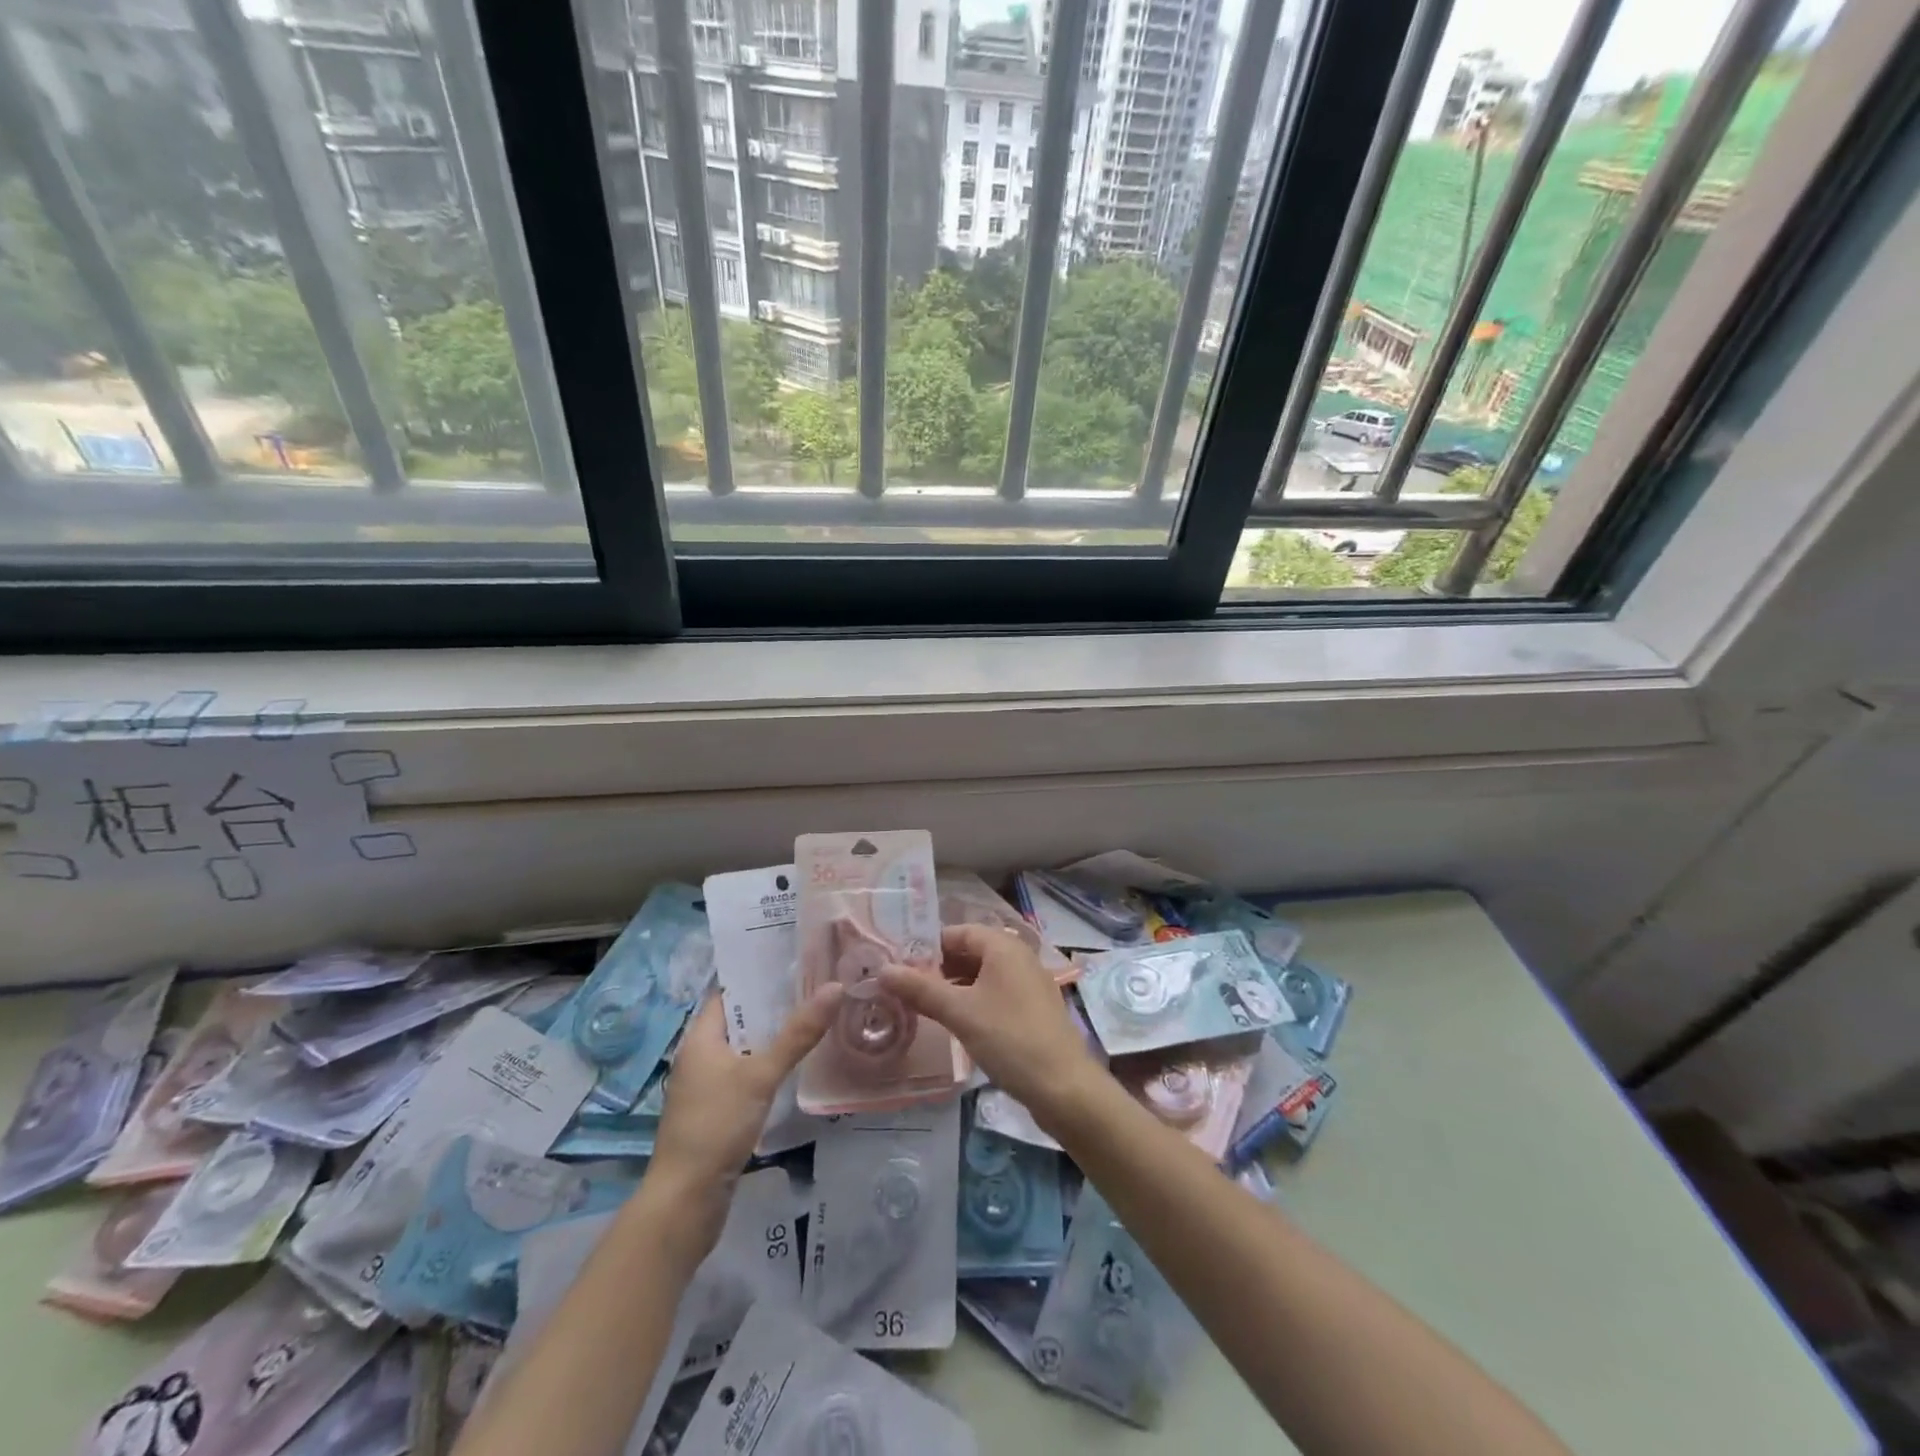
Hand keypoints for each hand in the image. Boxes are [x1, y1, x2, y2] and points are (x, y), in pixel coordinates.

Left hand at [643, 985, 842, 1252]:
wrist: (686, 1202)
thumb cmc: (716, 1126)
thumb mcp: (760, 1075)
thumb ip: (798, 1033)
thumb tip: (836, 986)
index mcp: (700, 1039)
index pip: (728, 991)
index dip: (757, 972)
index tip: (795, 958)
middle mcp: (701, 1056)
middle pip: (741, 1019)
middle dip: (775, 1003)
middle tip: (818, 983)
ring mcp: (709, 1086)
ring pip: (747, 1049)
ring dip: (775, 1036)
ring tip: (817, 1015)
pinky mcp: (720, 1112)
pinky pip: (748, 1075)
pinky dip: (771, 1065)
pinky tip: (799, 1063)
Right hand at [879, 924, 1101, 1123]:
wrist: (1064, 1087)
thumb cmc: (1009, 1039)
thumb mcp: (960, 1012)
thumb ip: (920, 989)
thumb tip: (883, 970)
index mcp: (1003, 946)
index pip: (957, 932)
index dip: (927, 948)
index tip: (899, 969)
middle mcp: (1018, 956)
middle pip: (969, 952)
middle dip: (938, 968)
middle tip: (906, 991)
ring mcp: (1028, 983)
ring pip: (982, 974)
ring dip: (954, 987)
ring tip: (924, 1008)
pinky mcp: (1032, 1008)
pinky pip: (995, 993)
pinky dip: (973, 1001)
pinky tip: (956, 1023)